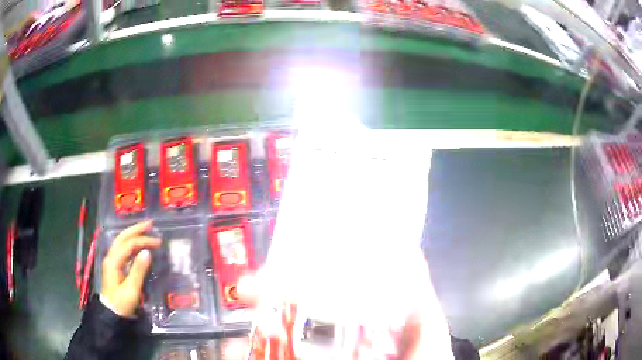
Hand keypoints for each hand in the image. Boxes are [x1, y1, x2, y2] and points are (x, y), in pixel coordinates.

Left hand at [100, 221, 161, 317]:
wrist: (111, 314)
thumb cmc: (122, 303)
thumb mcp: (131, 289)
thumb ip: (138, 270)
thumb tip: (147, 252)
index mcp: (114, 260)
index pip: (129, 244)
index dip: (143, 241)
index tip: (158, 242)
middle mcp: (111, 256)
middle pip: (122, 237)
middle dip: (136, 229)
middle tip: (151, 224)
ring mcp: (112, 261)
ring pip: (121, 242)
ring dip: (133, 234)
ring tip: (146, 230)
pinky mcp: (114, 267)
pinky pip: (123, 249)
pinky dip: (131, 243)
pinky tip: (138, 245)